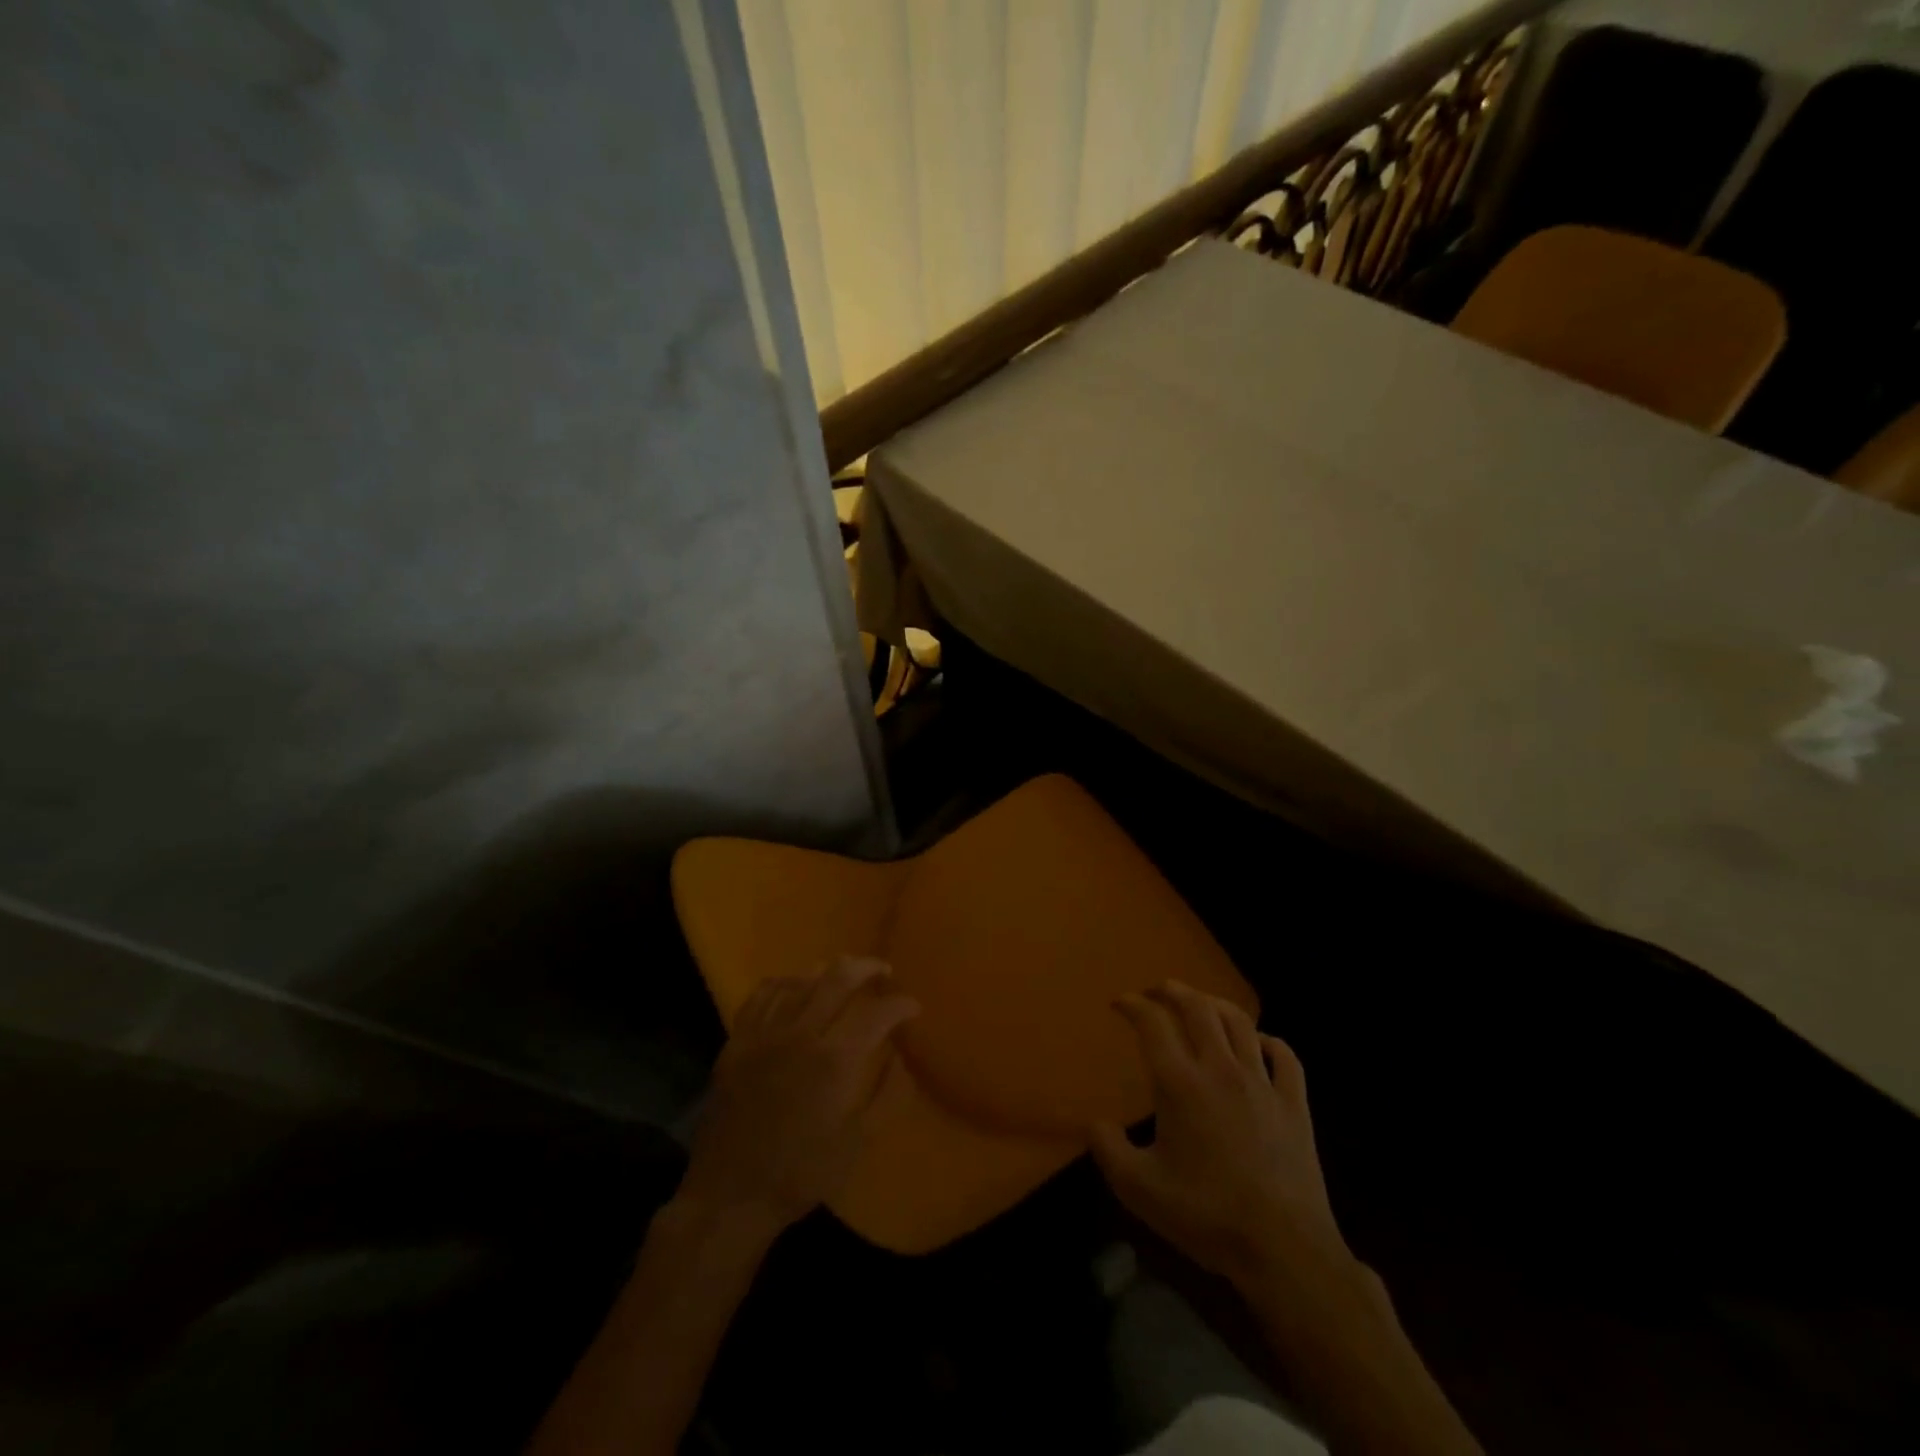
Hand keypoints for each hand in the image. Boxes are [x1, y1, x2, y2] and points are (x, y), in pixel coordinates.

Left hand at [676, 956, 919, 1243]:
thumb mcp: (858, 1143)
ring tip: (843, 973)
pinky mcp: (737, 1041)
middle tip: (884, 971)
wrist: (731, 1196)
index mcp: (836, 1061)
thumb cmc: (802, 1174)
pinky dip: (783, 982)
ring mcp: (765, 1034)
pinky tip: (793, 985)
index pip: (878, 1013)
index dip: (901, 1004)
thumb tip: (901, 1057)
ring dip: (827, 970)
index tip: (913, 1007)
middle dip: (868, 968)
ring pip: (800, 980)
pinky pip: (762, 995)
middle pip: (839, 978)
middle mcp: (801, 1035)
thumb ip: (887, 1095)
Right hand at [1092, 980, 1347, 1287]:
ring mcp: (1262, 1083)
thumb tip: (1094, 1122)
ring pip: (1240, 1022)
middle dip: (1173, 991)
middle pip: (1198, 1007)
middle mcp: (1220, 1069)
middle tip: (1157, 990)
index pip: (1152, 1023)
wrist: (1283, 1249)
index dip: (1133, 1005)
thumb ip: (1108, 1149)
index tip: (1119, 1003)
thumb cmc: (1205, 1215)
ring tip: (1201, 1003)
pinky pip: (1285, 1057)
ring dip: (1215, 1003)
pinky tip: (1259, 1043)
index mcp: (1180, 1083)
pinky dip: (1268, 1040)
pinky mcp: (1295, 1105)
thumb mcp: (1139, 1188)